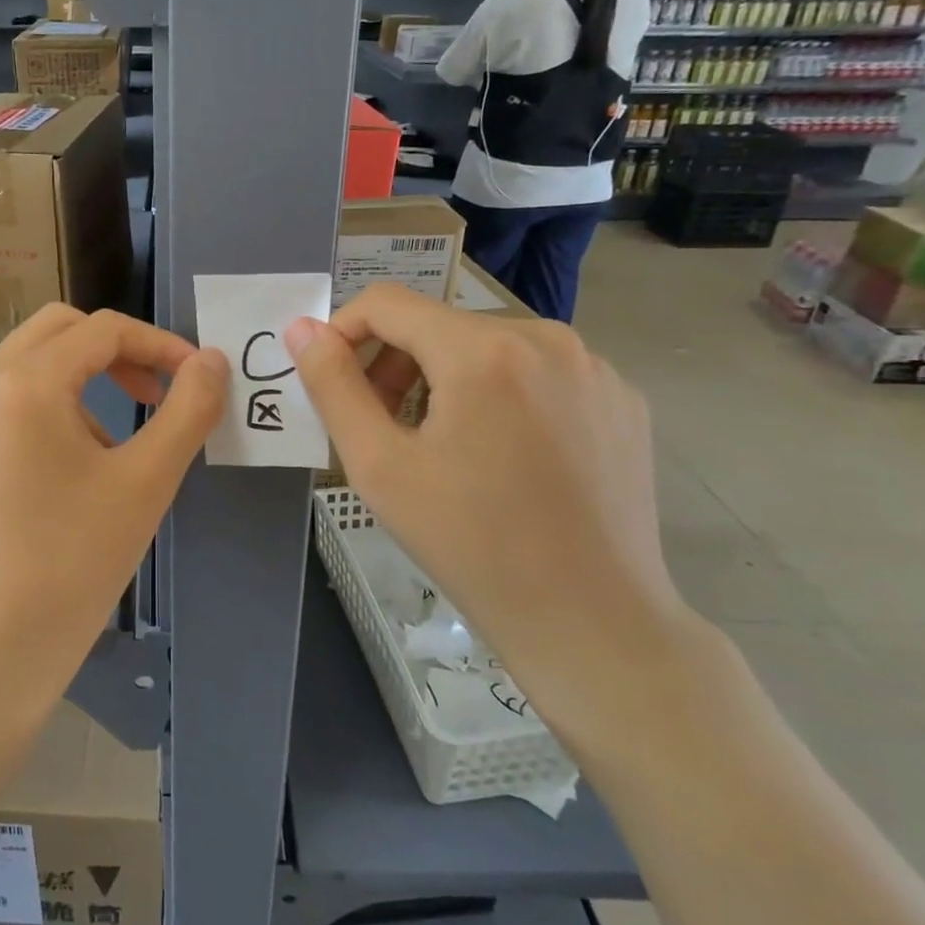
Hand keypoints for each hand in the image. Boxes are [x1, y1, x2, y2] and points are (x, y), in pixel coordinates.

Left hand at [0, 305, 228, 726]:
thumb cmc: (73, 564)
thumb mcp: (146, 482)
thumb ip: (188, 409)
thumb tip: (212, 361)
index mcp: (22, 383)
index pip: (103, 330)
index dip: (160, 344)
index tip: (196, 378)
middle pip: (57, 332)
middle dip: (115, 352)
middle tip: (154, 394)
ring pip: (25, 367)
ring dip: (79, 382)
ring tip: (112, 448)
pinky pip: (0, 406)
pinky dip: (43, 411)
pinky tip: (62, 474)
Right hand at [285, 285, 701, 753]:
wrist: (592, 621)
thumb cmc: (471, 544)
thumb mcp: (379, 466)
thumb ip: (333, 386)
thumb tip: (302, 329)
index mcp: (483, 349)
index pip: (387, 302)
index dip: (343, 333)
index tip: (332, 383)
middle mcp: (547, 337)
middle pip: (438, 325)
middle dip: (395, 364)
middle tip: (382, 429)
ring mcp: (594, 367)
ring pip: (488, 347)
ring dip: (445, 380)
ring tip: (440, 447)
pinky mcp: (621, 399)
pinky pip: (538, 372)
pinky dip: (501, 396)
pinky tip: (504, 458)